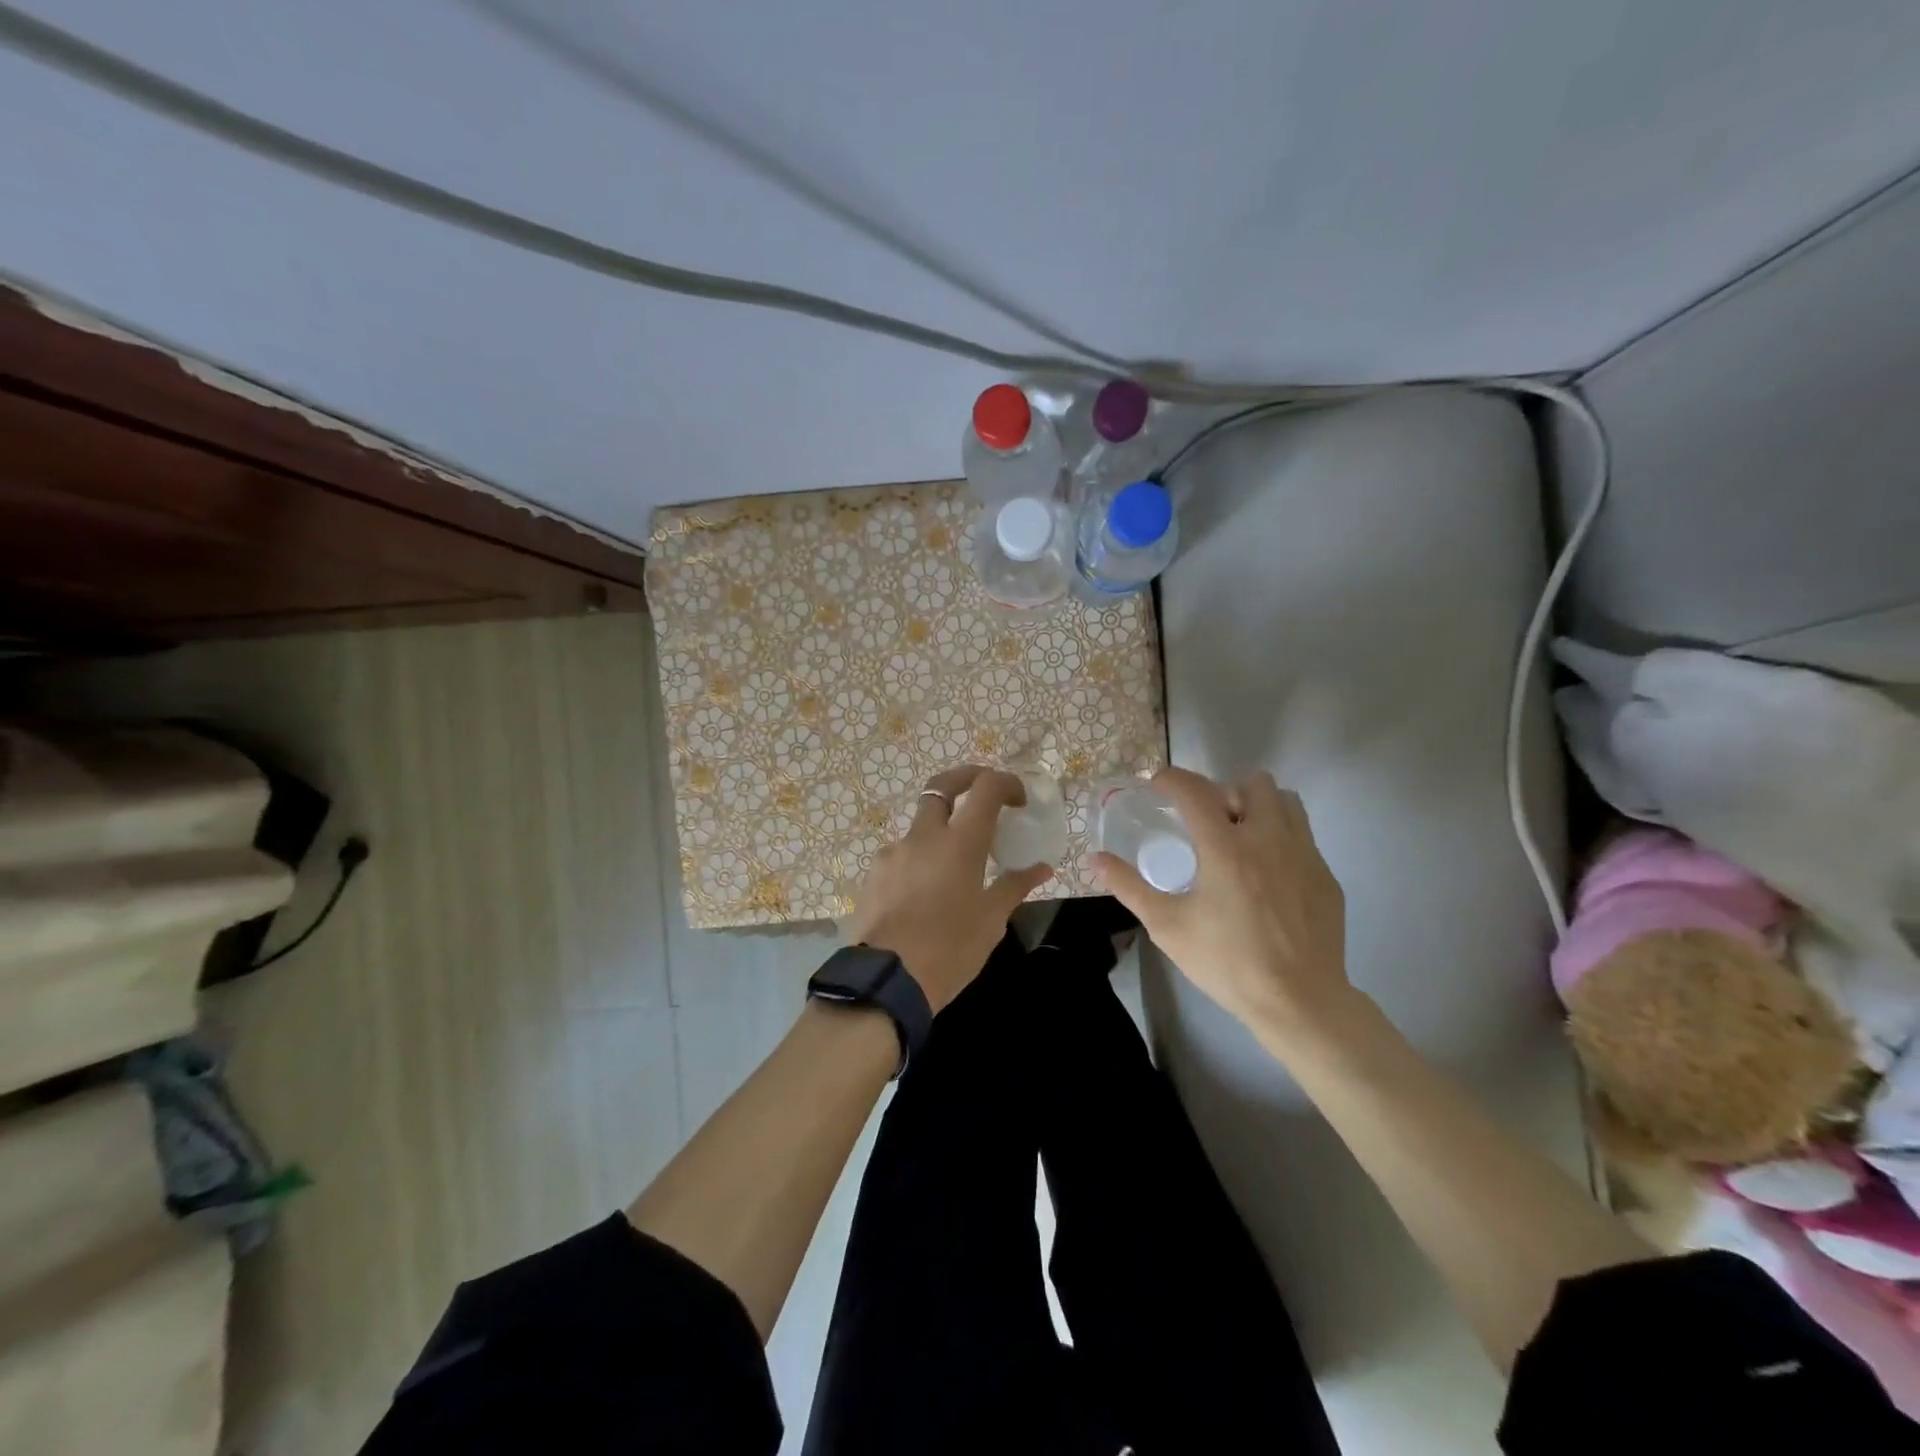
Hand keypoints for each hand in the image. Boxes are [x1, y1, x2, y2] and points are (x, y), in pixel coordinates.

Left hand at [846, 765, 1053, 1011]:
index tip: (1018, 800)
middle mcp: (924, 836)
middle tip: (984, 796)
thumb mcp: (991, 921)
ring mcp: (893, 852)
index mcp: (960, 842)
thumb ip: (1015, 886)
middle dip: (965, 779)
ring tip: (953, 870)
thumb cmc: (950, 949)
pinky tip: (923, 894)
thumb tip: (1041, 868)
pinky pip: (901, 855)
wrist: (886, 980)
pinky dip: (918, 861)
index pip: (985, 787)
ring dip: (940, 833)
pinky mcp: (873, 873)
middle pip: (942, 786)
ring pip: (920, 826)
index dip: (1005, 782)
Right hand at [1092, 767, 1353, 1040]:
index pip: (1195, 791)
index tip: (1157, 784)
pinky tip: (1268, 874)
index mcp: (1225, 849)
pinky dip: (1281, 838)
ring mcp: (1304, 855)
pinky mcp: (1325, 876)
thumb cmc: (1227, 963)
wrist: (1299, 1002)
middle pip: (1252, 783)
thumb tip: (1095, 859)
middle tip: (1207, 819)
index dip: (1171, 778)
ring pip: (1285, 802)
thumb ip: (1129, 887)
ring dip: (1259, 807)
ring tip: (1241, 836)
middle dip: (1224, 791)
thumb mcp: (1167, 926)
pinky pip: (1303, 836)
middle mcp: (1268, 839)